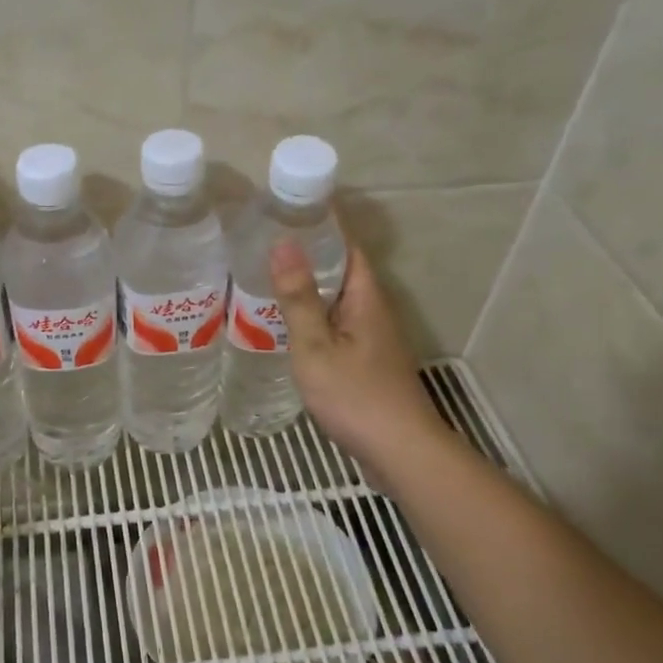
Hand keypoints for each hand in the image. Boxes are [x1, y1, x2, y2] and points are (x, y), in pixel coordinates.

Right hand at [270, 239, 445, 479]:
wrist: (400, 452)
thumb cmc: (356, 396)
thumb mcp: (316, 347)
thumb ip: (299, 299)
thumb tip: (284, 242)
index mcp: (366, 299)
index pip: (347, 246)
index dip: (321, 225)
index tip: (285, 210)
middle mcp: (374, 312)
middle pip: (342, 272)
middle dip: (308, 256)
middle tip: (263, 246)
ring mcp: (372, 340)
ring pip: (337, 303)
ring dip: (308, 290)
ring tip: (265, 282)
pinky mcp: (366, 364)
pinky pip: (336, 328)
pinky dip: (312, 320)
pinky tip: (286, 330)